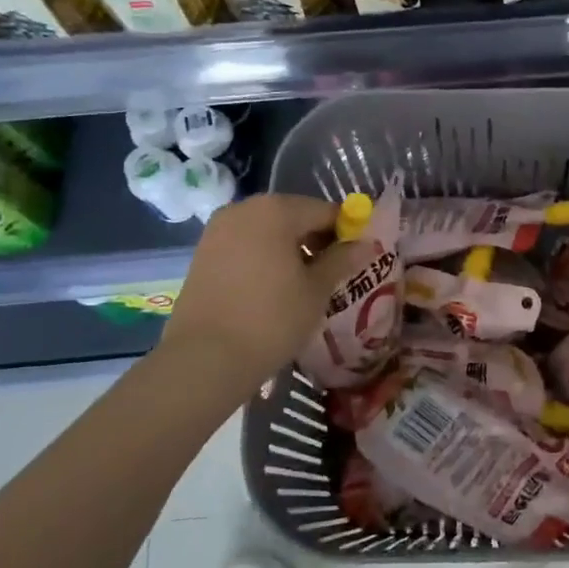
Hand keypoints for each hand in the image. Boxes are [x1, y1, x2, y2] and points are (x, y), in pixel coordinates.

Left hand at [151, 193, 356, 408]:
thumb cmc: (271, 319)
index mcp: (276, 209)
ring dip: (289, 249)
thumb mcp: (316, 290)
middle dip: (316, 240)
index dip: (346, 233)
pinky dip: (264, 258)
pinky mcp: (203, 252)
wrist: (204, 359)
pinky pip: (246, 245)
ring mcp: (218, 229)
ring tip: (302, 285)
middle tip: (331, 274)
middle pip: (294, 216)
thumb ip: (342, 260)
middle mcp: (244, 208)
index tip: (356, 259)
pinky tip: (272, 289)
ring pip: (268, 231)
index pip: (325, 211)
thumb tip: (366, 244)